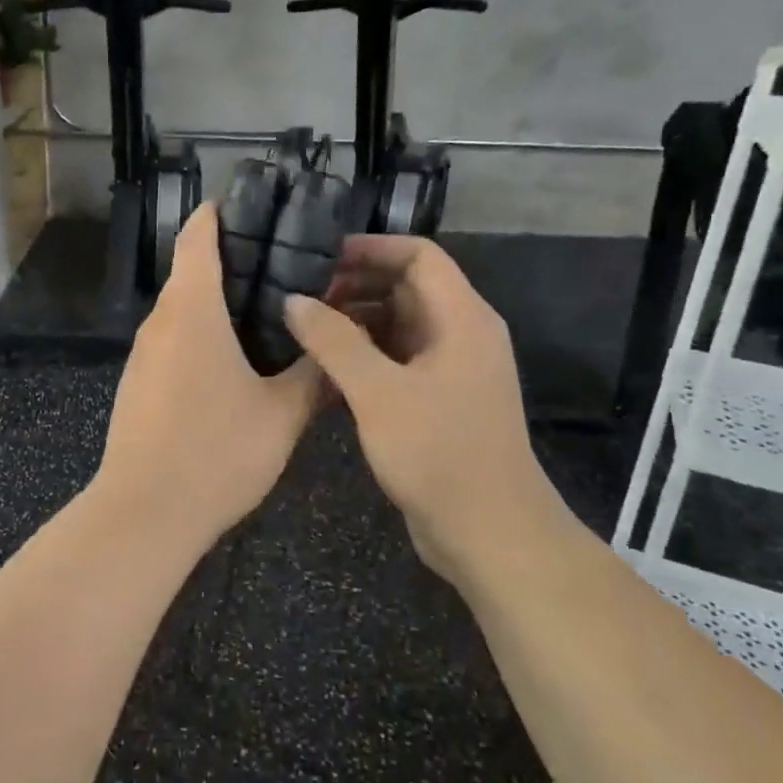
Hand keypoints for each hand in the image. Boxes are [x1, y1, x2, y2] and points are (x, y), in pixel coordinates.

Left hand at [93, 205, 321, 547]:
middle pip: (192, 270)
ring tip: (272, 314)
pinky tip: (236, 363)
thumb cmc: (217, 453)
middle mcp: (161, 321)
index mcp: (192, 309)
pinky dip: (203, 335)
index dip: (224, 212)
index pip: (199, 235)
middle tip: (288, 268)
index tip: (259, 208)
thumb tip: (336, 343)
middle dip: (235, 262)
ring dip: (219, 303)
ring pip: (183, 310)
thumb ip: (313, 373)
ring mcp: (144, 354)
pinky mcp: (138, 383)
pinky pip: (174, 342)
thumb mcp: (282, 413)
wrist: (145, 514)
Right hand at [286, 236, 568, 588]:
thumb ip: (333, 341)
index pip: (419, 256)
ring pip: (399, 326)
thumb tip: (293, 300)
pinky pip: (398, 361)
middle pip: (407, 288)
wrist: (490, 533)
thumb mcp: (378, 392)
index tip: (320, 255)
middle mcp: (462, 334)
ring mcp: (452, 370)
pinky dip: (364, 357)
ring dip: (355, 323)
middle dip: (355, 285)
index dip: (371, 248)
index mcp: (462, 318)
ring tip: (304, 330)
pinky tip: (324, 373)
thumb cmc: (438, 453)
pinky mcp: (439, 401)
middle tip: (301, 296)